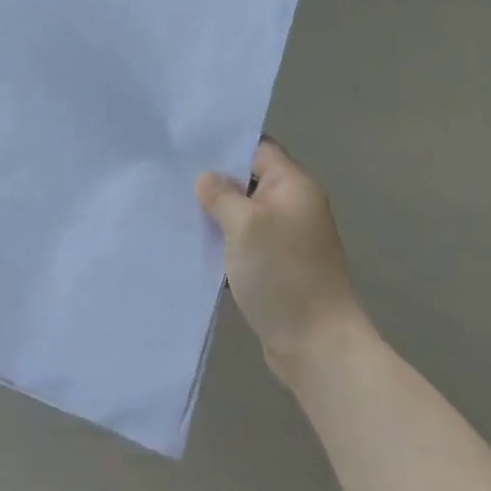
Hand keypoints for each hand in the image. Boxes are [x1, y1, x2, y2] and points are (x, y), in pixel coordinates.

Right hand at [198, 139, 369, 383]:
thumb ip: (222, 194)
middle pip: (249, 180)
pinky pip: (246, 243)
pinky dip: (224, 242)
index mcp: (293, 186)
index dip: (225, 144)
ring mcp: (287, 239)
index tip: (188, 146)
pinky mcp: (278, 267)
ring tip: (176, 208)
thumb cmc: (282, 274)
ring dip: (216, 215)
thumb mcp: (244, 224)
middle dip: (215, 181)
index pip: (258, 148)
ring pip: (244, 214)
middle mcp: (294, 206)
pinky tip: (194, 244)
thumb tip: (208, 179)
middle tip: (173, 177)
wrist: (317, 346)